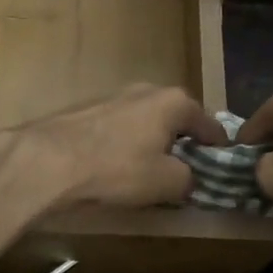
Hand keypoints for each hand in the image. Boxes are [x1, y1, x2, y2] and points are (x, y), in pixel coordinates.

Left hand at [12, 84, 224, 214]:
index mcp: (173, 101)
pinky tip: (119, 167)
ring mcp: (114, 96)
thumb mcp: (167, 183)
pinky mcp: (88, 109)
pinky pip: (120, 128)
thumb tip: (188, 178)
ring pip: (146, 121)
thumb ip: (188, 179)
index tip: (222, 164)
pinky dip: (126, 144)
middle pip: (175, 118)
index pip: (208, 123)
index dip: (217, 146)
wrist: (50, 160)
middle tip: (186, 169)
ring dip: (152, 142)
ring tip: (151, 171)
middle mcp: (146, 90)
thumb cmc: (118, 168)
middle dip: (182, 141)